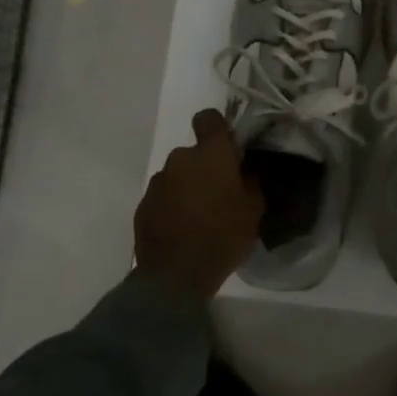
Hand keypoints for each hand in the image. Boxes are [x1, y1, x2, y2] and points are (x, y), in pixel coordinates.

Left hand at [133, 110, 263, 298]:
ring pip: (178, 175)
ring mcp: (158, 182)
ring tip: (200, 215)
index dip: (217, 128)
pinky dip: (173, 205)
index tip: (228, 147)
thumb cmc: (222, 236)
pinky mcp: (143, 205)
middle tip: (220, 193)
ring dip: (188, 186)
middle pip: (194, 153)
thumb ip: (253, 182)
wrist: (175, 276)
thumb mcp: (253, 210)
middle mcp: (180, 159)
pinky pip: (163, 196)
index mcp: (210, 154)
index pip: (209, 119)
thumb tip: (251, 169)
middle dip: (206, 167)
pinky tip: (182, 229)